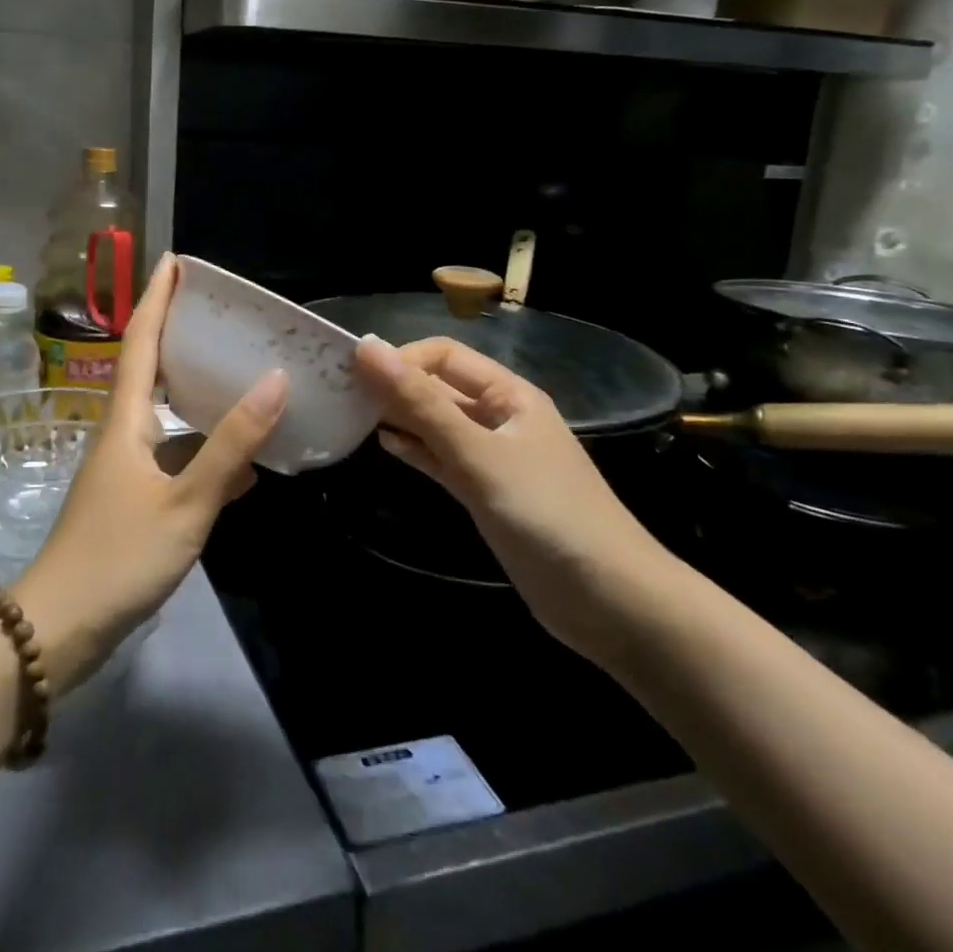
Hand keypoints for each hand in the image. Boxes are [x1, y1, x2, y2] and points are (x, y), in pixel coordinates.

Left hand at [12, 255, 288, 692]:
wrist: (60, 626)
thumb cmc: (119, 556)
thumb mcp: (186, 501)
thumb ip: (231, 445)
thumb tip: (275, 381)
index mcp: (126, 420)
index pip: (142, 341)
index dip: (157, 298)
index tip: (175, 260)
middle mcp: (122, 433)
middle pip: (151, 369)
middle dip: (178, 334)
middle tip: (220, 313)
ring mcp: (125, 467)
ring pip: (166, 415)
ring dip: (197, 392)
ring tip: (238, 376)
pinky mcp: (132, 499)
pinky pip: (174, 457)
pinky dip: (205, 450)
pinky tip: (241, 465)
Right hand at [352, 335, 676, 660]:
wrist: (610, 602)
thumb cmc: (546, 514)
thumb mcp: (477, 454)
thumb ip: (421, 404)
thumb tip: (366, 349)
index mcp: (508, 394)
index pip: (443, 356)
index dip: (400, 359)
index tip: (353, 377)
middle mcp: (500, 417)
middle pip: (438, 387)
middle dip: (395, 387)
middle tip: (342, 396)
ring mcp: (493, 456)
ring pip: (437, 423)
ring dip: (400, 418)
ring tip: (354, 419)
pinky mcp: (487, 492)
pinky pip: (443, 457)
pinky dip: (416, 449)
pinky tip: (385, 446)